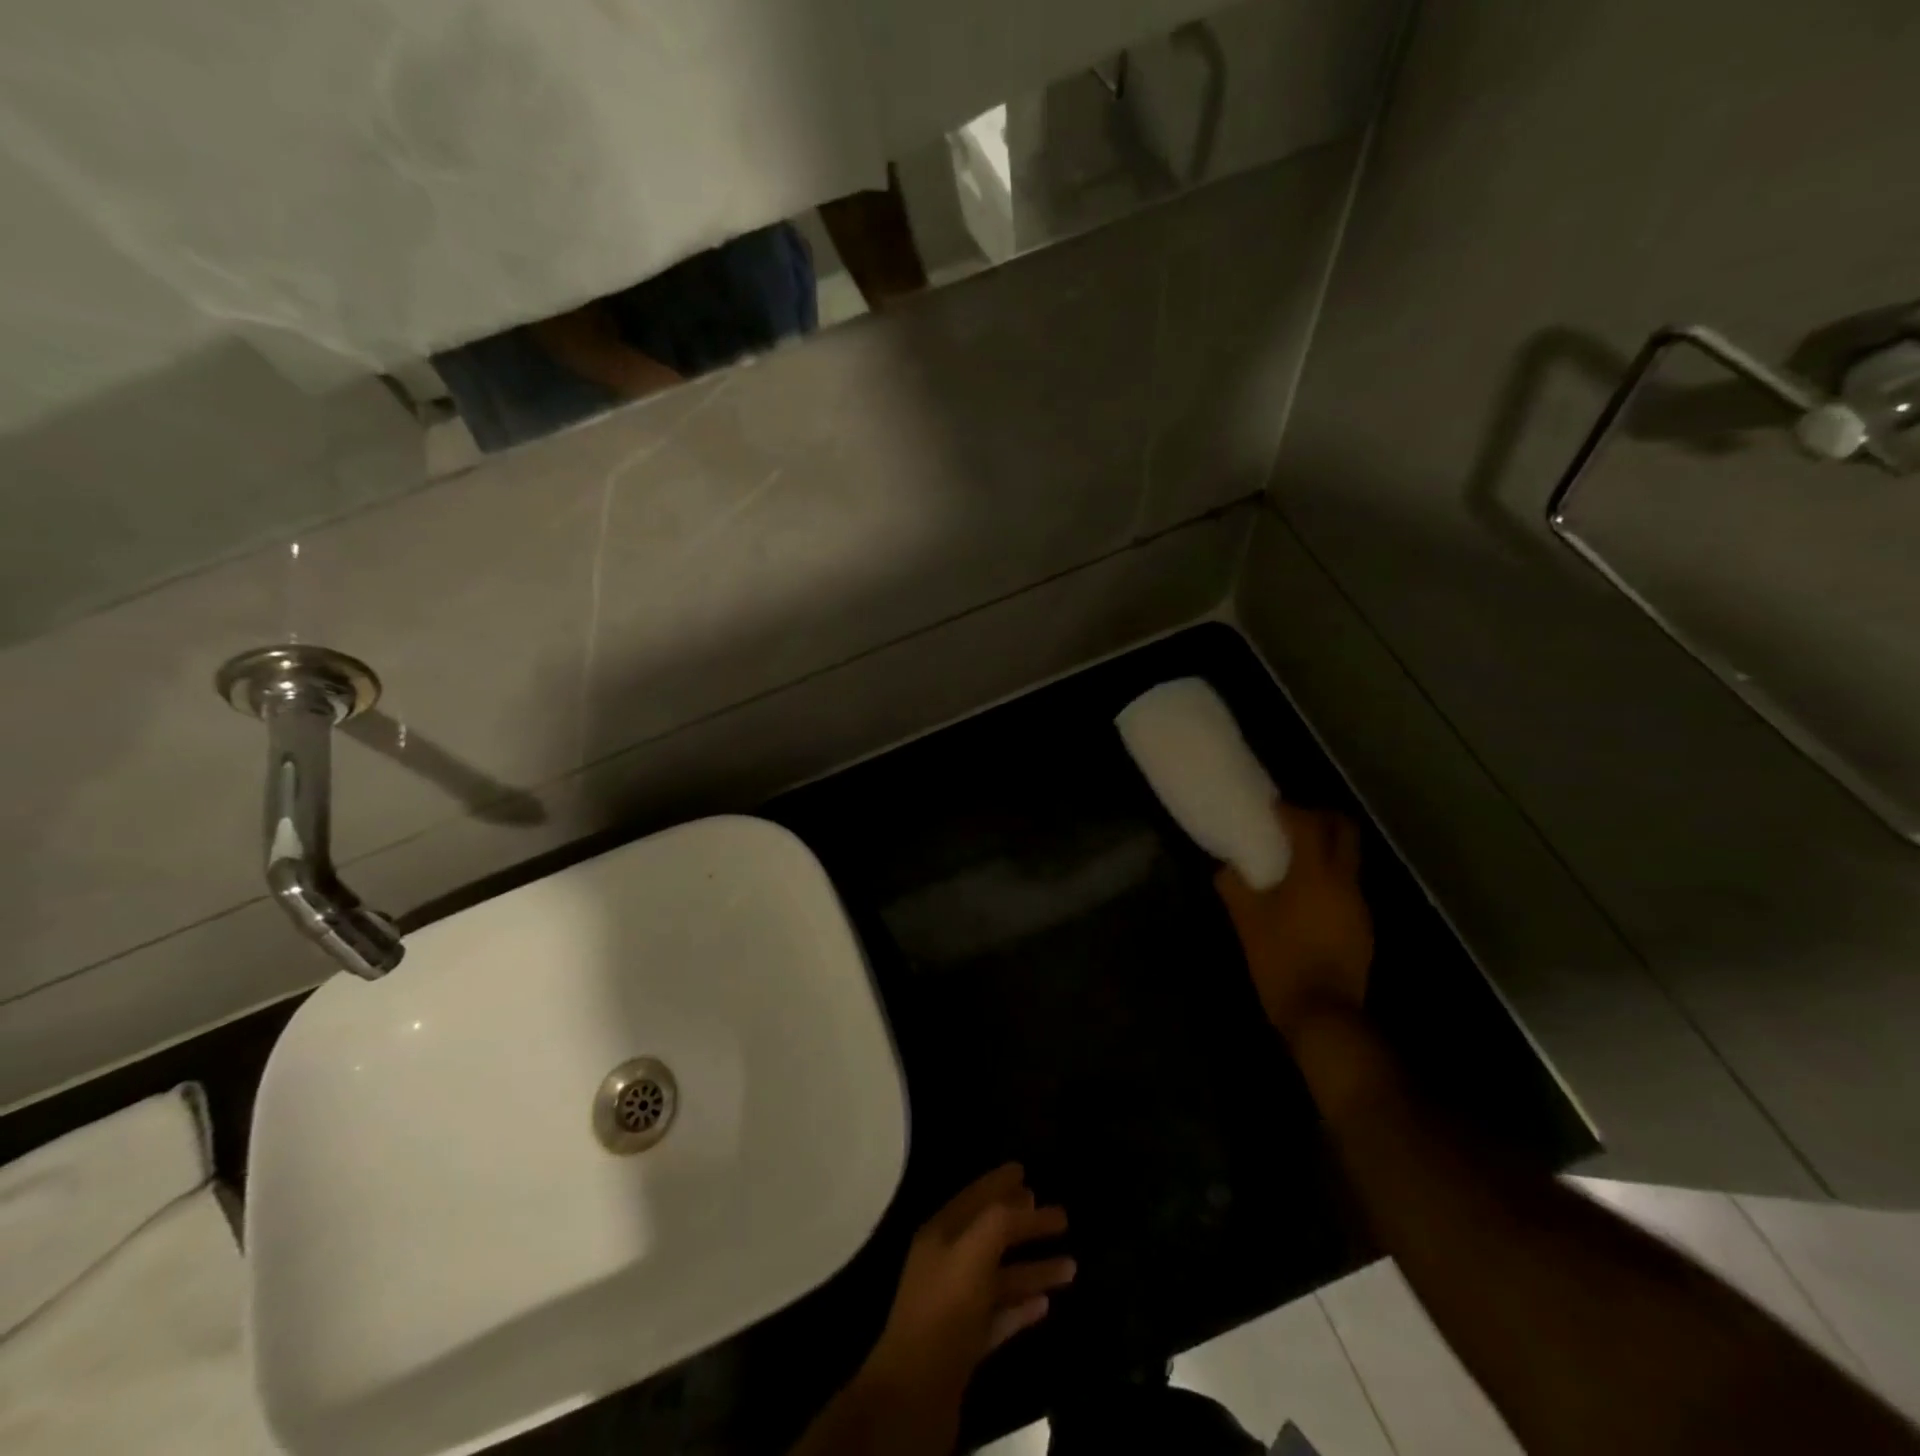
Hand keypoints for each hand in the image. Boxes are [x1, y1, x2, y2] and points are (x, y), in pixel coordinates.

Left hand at [864, 1164, 1073, 1398]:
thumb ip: (999, 1221)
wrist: (916, 1392)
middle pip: (992, 1235)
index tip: (1025, 1169)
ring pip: (1001, 1277)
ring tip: (1072, 1266)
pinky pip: (1000, 1315)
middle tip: (1059, 1216)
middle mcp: (947, 1262)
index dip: (1000, 1182)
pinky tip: (1046, 1305)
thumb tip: (1024, 1200)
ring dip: (1033, 1268)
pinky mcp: (967, 1343)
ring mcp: (957, 1305)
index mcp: (942, 1233)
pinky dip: (1022, 1306)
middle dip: (1025, 1224)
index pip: (976, 1196)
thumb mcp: (972, 1252)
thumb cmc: (945, 1308)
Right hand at [1216, 802, 1372, 1040]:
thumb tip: (1225, 869)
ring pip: (1349, 859)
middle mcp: (1344, 881)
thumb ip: (1234, 888)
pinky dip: (1329, 877)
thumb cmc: (1280, 959)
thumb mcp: (1246, 921)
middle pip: (1345, 832)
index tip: (1272, 807)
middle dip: (1322, 818)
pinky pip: (1347, 885)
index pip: (1310, 823)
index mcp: (1315, 874)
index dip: (1291, 809)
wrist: (1323, 1013)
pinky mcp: (1363, 925)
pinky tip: (1305, 896)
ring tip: (1294, 859)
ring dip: (1326, 849)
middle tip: (1293, 822)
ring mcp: (1359, 904)